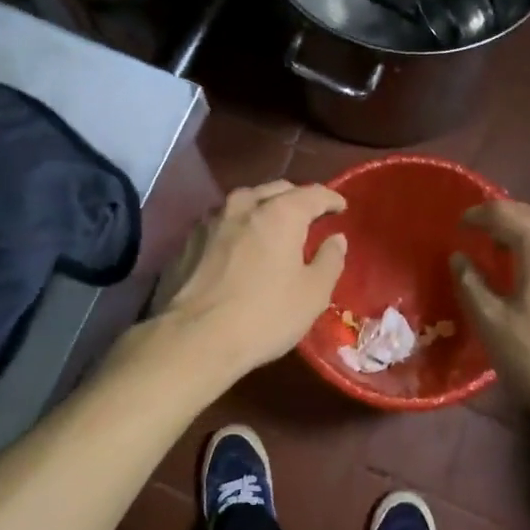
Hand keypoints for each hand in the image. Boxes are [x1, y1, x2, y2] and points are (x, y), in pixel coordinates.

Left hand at [151, 181, 346, 381]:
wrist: (194, 339)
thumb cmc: (265, 315)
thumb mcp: (313, 294)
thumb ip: (330, 260)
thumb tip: (336, 239)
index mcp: (280, 213)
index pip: (313, 193)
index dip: (331, 199)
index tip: (341, 207)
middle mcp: (243, 205)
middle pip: (276, 190)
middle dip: (296, 199)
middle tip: (309, 216)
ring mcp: (211, 221)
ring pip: (245, 202)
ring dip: (264, 209)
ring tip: (274, 227)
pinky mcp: (189, 241)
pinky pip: (223, 223)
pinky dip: (239, 227)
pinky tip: (241, 245)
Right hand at [452, 200, 529, 426]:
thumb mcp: (491, 322)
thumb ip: (470, 282)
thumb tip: (460, 258)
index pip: (506, 213)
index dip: (479, 214)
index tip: (459, 224)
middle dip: (502, 218)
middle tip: (476, 231)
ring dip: (523, 235)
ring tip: (498, 251)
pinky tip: (529, 274)